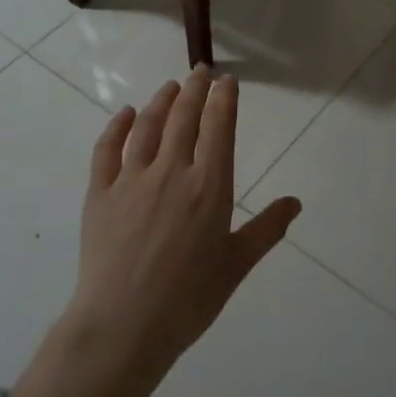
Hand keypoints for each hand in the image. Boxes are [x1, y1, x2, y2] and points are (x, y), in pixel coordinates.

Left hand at [12, 69, 300, 396]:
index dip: (224, 100)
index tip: (227, 82)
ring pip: (148, 126)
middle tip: (201, 71)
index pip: (219, 129)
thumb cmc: (188, 299)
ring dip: (162, 101)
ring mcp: (132, 180)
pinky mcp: (100, 193)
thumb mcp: (236, 265)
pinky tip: (127, 114)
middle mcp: (172, 172)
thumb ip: (266, 229)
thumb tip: (296, 203)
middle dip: (195, 89)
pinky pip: (108, 149)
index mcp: (210, 187)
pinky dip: (118, 126)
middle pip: (184, 118)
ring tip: (170, 86)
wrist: (123, 326)